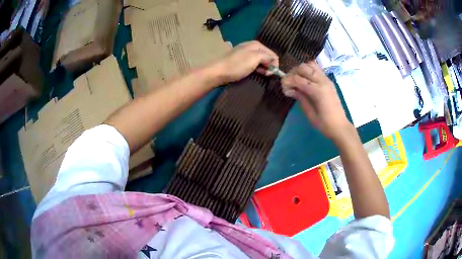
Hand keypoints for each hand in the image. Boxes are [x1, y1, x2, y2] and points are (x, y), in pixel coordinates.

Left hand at [212, 41, 278, 84]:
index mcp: (256, 44)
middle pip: (267, 57)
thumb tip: (274, 60)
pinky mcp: (240, 61)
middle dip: (268, 66)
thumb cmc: (237, 65)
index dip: (274, 64)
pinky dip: (256, 69)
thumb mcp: (255, 58)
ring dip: (262, 69)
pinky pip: (253, 64)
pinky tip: (253, 73)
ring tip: (260, 74)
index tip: (270, 73)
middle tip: (265, 75)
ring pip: (260, 61)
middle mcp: (251, 47)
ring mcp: (245, 54)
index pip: (272, 54)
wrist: (217, 72)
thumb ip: (267, 57)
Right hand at [282, 62, 352, 140]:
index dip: (288, 81)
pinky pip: (317, 69)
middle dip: (293, 73)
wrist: (340, 126)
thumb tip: (291, 89)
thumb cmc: (324, 124)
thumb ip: (301, 98)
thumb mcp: (310, 114)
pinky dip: (309, 70)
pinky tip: (306, 79)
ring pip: (310, 65)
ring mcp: (327, 80)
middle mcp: (323, 81)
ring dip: (301, 69)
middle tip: (289, 83)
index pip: (298, 79)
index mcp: (318, 91)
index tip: (284, 89)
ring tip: (297, 79)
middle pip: (303, 68)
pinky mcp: (329, 81)